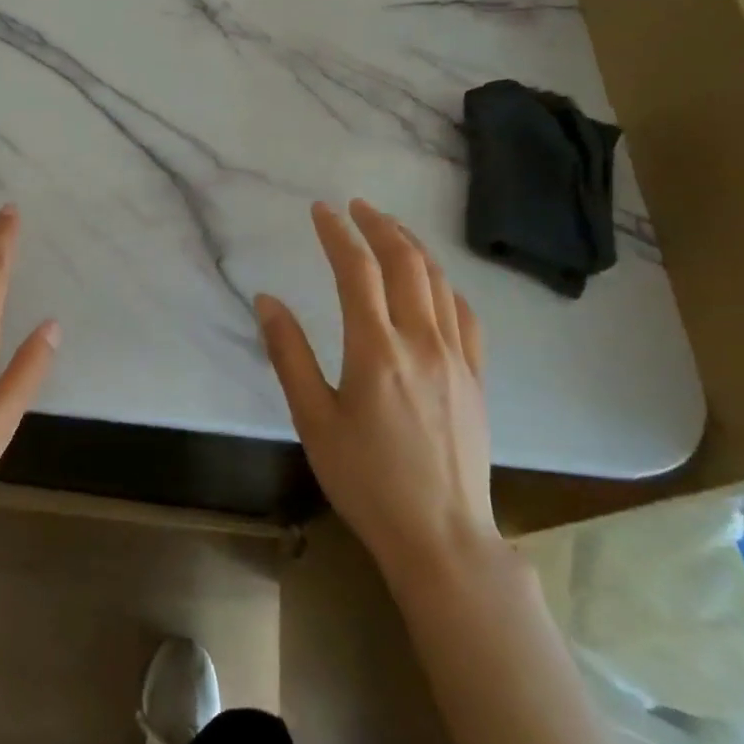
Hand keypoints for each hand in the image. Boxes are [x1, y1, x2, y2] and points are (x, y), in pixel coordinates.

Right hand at [255, 200, 496, 569]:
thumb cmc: (366, 481)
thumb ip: (289, 355)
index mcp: (376, 350)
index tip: (320, 211)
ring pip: (439, 281)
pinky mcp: (476, 377)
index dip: (337, 233)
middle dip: (379, 226)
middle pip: (405, 262)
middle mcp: (421, 342)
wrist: (441, 536)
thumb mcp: (313, 420)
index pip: (357, 270)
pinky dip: (445, 283)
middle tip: (356, 207)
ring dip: (413, 246)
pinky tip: (433, 281)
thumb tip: (267, 300)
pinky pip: (465, 314)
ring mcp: (456, 358)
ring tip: (390, 229)